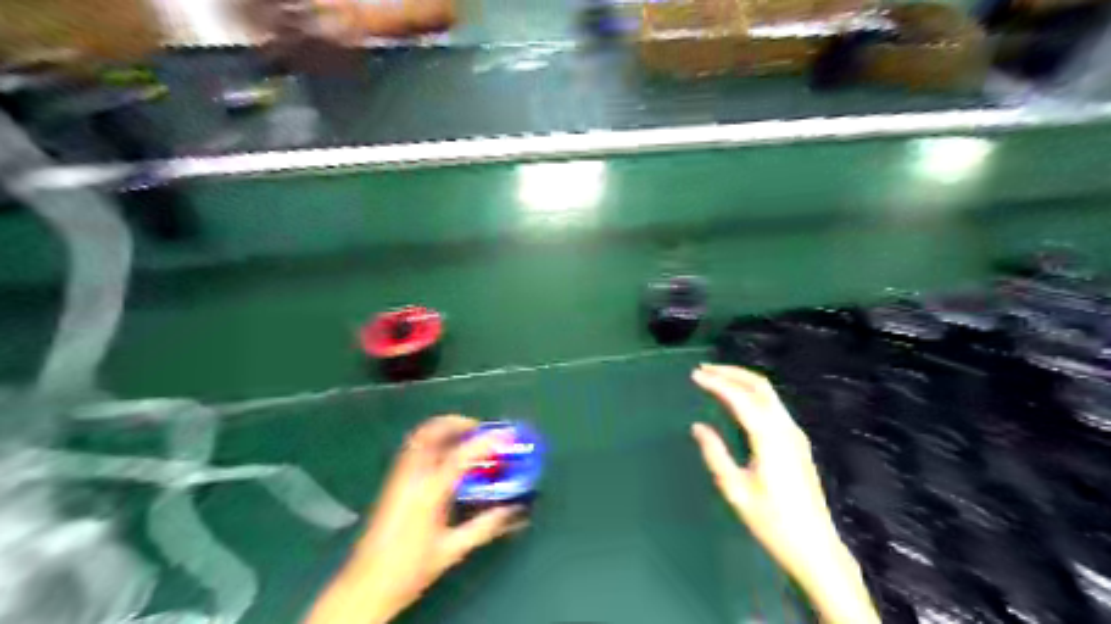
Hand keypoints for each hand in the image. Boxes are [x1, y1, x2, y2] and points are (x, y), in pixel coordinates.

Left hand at [302, 415, 529, 623]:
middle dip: (457, 423)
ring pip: (419, 437)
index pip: (461, 455)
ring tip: (463, 437)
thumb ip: (485, 526)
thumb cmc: (411, 569)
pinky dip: (431, 441)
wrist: (366, 585)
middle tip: (479, 429)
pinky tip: (444, 456)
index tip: (506, 433)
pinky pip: (412, 448)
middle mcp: (411, 477)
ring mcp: (398, 477)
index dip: (486, 441)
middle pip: (431, 432)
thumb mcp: (453, 549)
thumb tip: (513, 510)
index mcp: (429, 492)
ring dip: (443, 429)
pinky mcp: (391, 482)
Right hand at [693, 366, 881, 622]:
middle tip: (704, 369)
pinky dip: (752, 394)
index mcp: (769, 438)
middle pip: (760, 386)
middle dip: (731, 373)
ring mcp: (795, 434)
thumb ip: (715, 454)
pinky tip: (738, 401)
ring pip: (769, 394)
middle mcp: (785, 428)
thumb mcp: (735, 490)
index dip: (716, 383)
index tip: (694, 375)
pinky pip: (773, 406)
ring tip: (716, 379)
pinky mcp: (797, 442)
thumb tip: (698, 427)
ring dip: (742, 381)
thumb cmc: (772, 521)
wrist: (815, 546)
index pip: (740, 398)